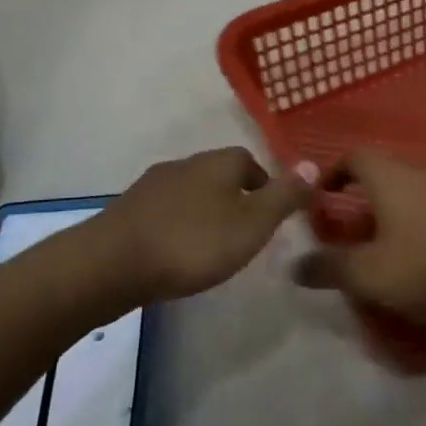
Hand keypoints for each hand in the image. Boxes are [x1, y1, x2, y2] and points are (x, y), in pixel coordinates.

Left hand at [93, 147, 307, 302]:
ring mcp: (151, 186)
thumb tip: (314, 164)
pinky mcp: (127, 211)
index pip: (249, 161)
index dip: (264, 184)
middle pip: (218, 175)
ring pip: (190, 193)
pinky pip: (164, 213)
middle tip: (244, 233)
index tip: (270, 214)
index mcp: (218, 163)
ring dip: (203, 213)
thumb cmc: (193, 243)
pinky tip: (176, 254)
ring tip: (211, 247)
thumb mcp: (252, 224)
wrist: (111, 264)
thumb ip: (284, 196)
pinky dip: (177, 227)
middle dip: (233, 198)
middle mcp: (185, 164)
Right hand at [292, 151, 425, 325]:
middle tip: (347, 231)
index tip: (320, 198)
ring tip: (382, 247)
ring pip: (409, 191)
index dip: (332, 173)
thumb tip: (295, 265)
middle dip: (361, 199)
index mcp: (388, 175)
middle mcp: (418, 170)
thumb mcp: (371, 273)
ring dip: (391, 213)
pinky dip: (418, 224)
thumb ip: (330, 268)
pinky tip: (420, 256)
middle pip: (381, 173)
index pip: (353, 156)